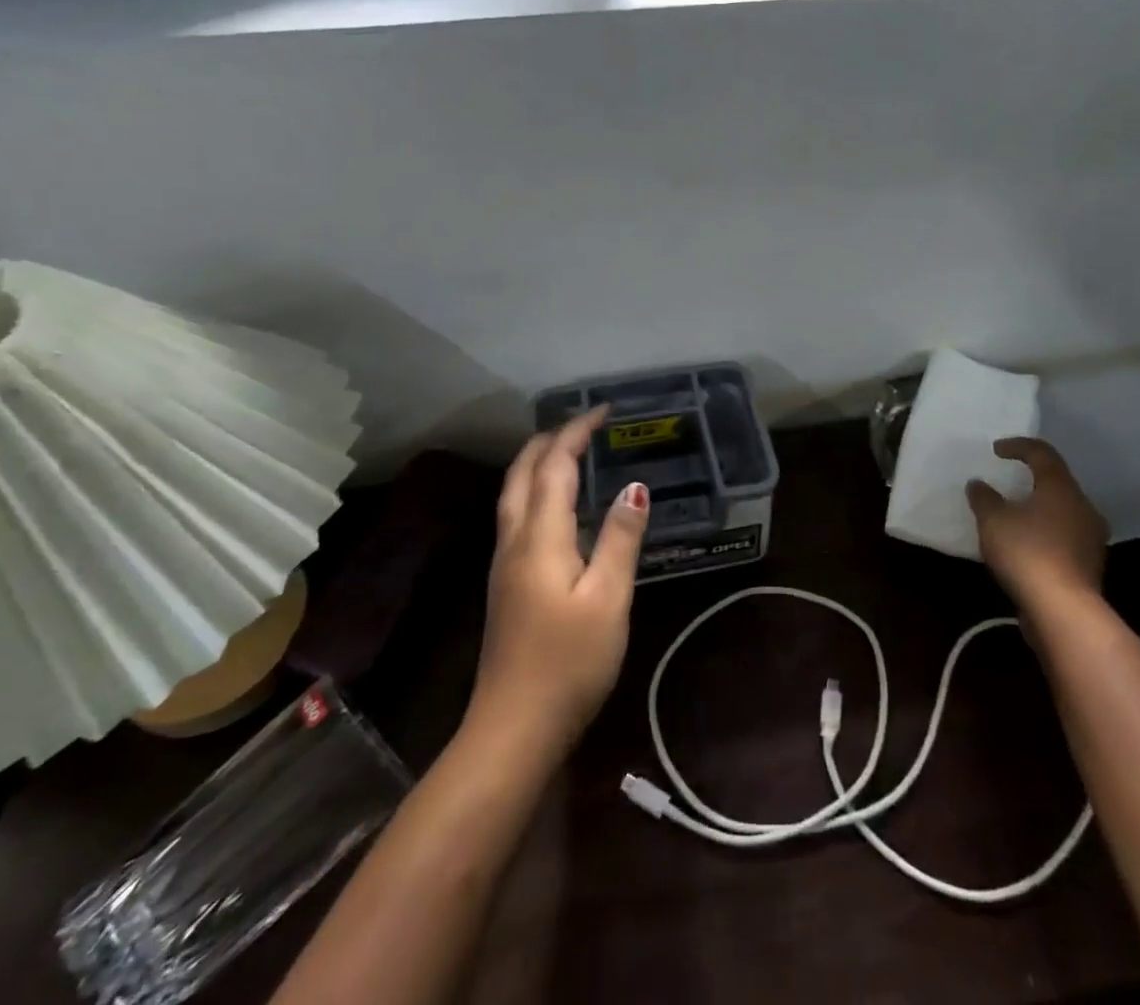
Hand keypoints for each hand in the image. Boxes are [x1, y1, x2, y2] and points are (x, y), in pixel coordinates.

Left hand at [467, 408, 649, 761]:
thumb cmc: (568, 663)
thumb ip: (620, 538)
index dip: (577, 432)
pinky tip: (559, 506)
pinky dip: (536, 490)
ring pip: (514, 493)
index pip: (554, 465)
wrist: (513, 729)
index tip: (604, 411)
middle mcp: (515, 540)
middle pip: (523, 472)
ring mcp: (505, 563)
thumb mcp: (608, 599)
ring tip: (571, 451)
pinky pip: (518, 515)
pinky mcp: (507, 584)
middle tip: (586, 425)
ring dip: (539, 462)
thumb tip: (634, 486)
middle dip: (551, 439)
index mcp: (540, 537)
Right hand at [966, 437, 1109, 615]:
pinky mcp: (1089, 565)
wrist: (1063, 610)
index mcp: (1061, 488)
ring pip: (1064, 511)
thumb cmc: (1027, 552)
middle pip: (1058, 482)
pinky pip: (1065, 537)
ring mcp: (1091, 538)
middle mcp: (1083, 507)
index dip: (1019, 446)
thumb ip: (984, 498)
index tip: (996, 450)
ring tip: (1016, 515)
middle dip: (1033, 479)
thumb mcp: (993, 520)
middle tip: (1010, 481)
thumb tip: (978, 484)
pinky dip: (1046, 533)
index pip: (1043, 454)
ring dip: (1041, 508)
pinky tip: (1027, 545)